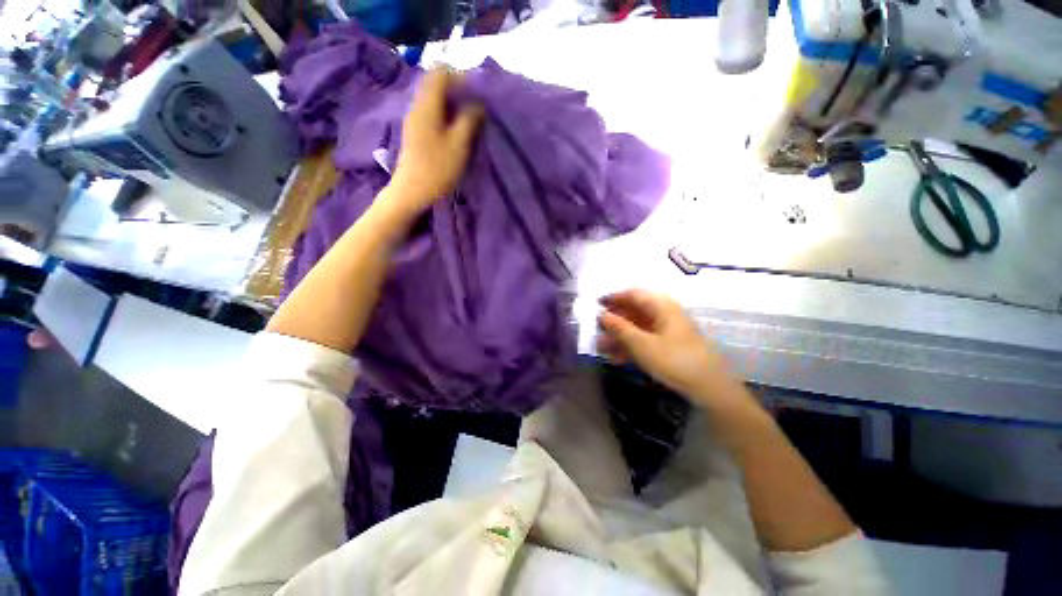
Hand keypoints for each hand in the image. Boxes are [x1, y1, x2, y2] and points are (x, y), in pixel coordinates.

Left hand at [387, 67, 483, 211]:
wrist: (412, 191)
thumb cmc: (437, 168)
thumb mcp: (459, 144)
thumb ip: (469, 119)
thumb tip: (477, 103)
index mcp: (427, 104)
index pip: (441, 72)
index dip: (460, 77)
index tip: (477, 93)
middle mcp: (418, 106)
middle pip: (436, 84)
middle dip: (458, 91)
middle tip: (476, 107)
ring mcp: (415, 119)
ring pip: (435, 100)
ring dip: (453, 105)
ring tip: (470, 120)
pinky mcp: (416, 132)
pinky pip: (432, 113)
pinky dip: (446, 116)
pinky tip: (457, 131)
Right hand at [597, 289, 735, 407]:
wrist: (710, 389)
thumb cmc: (674, 360)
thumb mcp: (641, 344)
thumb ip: (619, 328)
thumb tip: (602, 314)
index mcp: (661, 306)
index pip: (633, 294)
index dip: (613, 298)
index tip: (596, 305)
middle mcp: (665, 313)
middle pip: (634, 311)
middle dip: (614, 322)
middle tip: (596, 331)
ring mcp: (668, 330)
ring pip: (638, 327)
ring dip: (620, 336)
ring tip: (602, 348)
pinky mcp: (670, 345)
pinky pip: (646, 340)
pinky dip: (631, 346)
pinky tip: (617, 359)